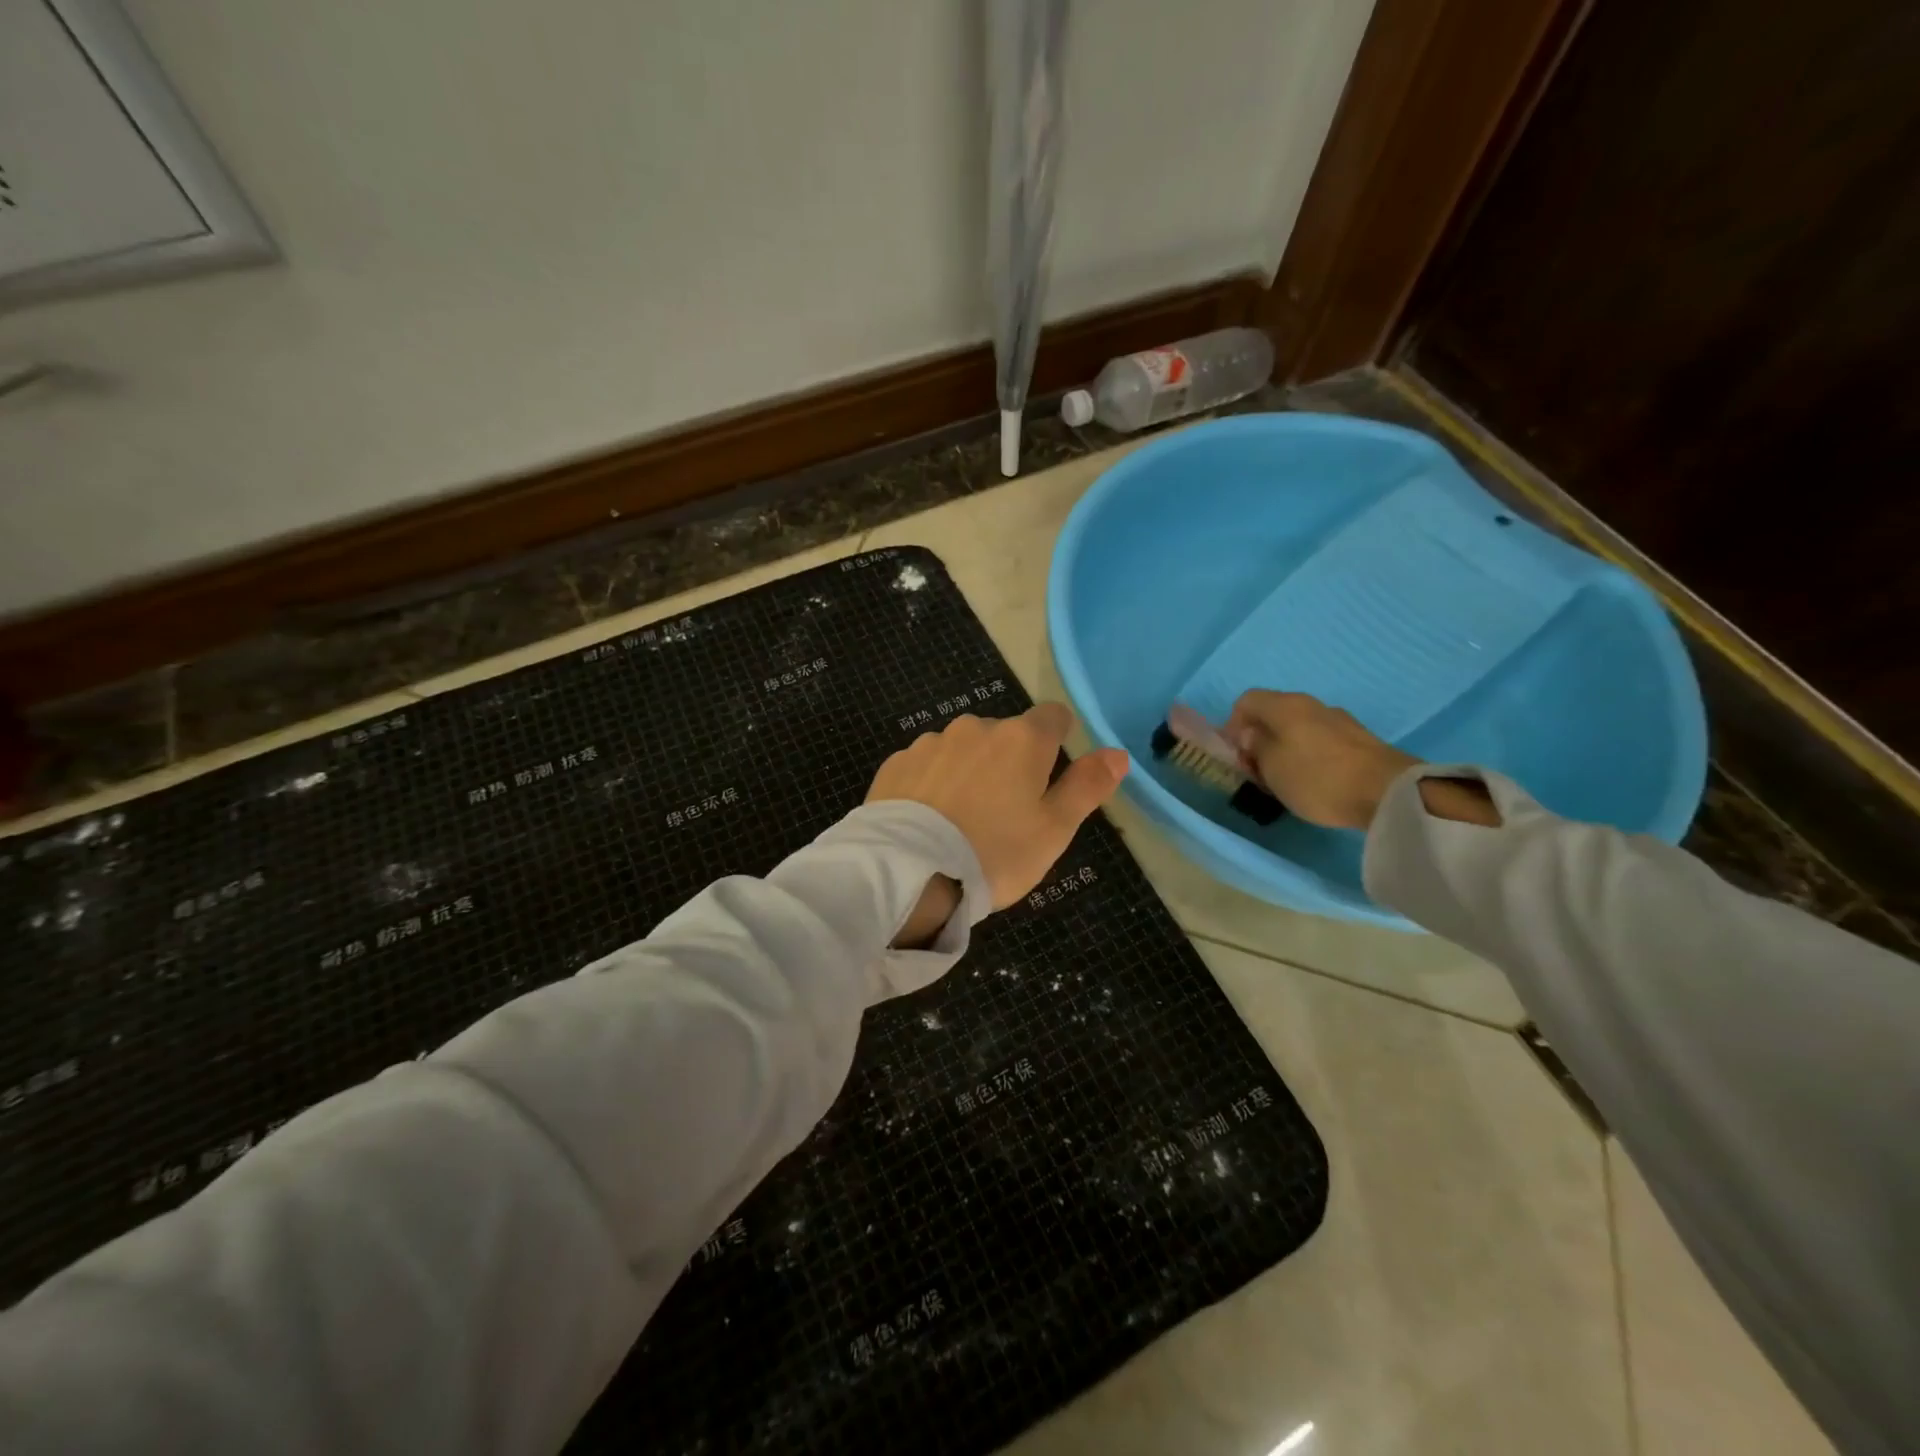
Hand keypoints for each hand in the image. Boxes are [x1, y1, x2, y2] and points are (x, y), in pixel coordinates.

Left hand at [867, 703, 1129, 912]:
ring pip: (962, 748)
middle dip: (1009, 761)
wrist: (912, 874)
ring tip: (961, 819)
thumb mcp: (1055, 829)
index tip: (1049, 772)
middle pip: (1005, 734)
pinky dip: (932, 782)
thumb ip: (1087, 786)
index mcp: (1022, 739)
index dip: (1058, 739)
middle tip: (1004, 812)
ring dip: (969, 770)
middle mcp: (975, 727)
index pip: (1053, 716)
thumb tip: (1117, 753)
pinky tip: (928, 818)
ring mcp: (931, 742)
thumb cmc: (996, 853)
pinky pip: (926, 764)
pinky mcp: (896, 763)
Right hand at [1225, 691, 1420, 830]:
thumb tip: (1251, 735)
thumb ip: (1254, 747)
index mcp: (1285, 705)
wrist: (1388, 792)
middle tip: (1257, 770)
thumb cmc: (1317, 778)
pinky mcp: (1360, 741)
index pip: (1246, 701)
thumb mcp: (1271, 767)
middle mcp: (1312, 705)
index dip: (1232, 725)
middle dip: (1259, 739)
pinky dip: (1308, 755)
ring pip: (1298, 728)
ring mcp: (1339, 721)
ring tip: (1285, 779)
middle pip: (1273, 714)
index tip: (1235, 755)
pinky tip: (1314, 780)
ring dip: (1284, 748)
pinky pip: (1321, 741)